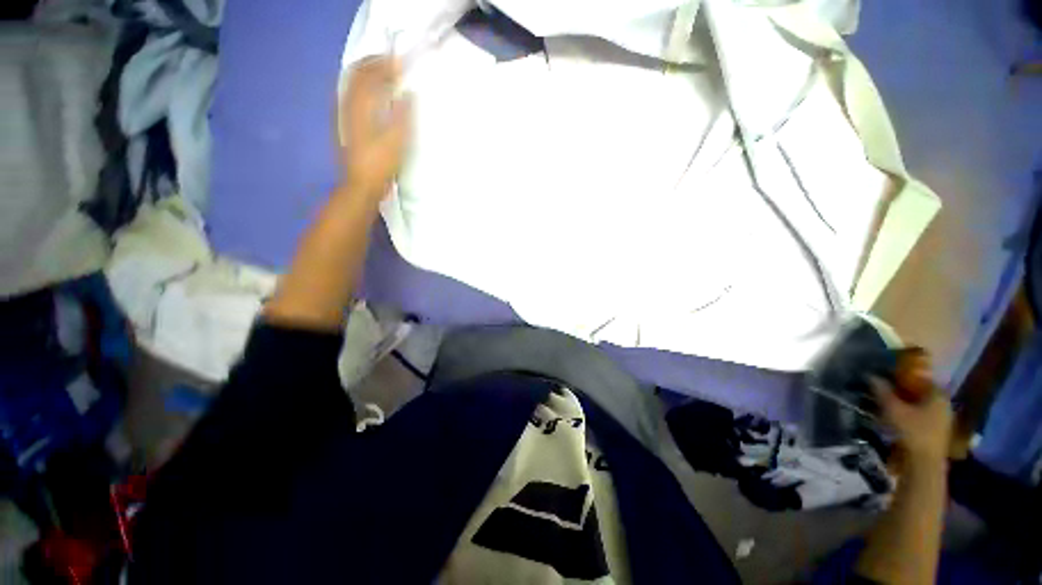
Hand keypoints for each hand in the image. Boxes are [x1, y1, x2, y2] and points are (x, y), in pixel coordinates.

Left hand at [338, 57, 411, 198]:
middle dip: (374, 64)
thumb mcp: (397, 141)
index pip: (370, 74)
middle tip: (392, 63)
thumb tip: (408, 94)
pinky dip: (362, 87)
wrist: (361, 185)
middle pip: (357, 73)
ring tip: (384, 75)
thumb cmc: (381, 164)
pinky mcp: (344, 124)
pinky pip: (351, 95)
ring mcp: (343, 114)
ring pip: (352, 83)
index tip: (401, 62)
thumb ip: (403, 114)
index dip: (386, 64)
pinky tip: (372, 95)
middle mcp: (347, 104)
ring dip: (367, 74)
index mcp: (360, 106)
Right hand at [872, 353, 951, 464]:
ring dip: (906, 403)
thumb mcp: (892, 409)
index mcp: (937, 393)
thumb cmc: (912, 431)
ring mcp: (943, 418)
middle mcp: (944, 403)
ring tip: (889, 405)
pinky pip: (923, 416)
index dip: (903, 376)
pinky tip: (898, 418)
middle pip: (921, 392)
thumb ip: (882, 391)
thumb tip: (871, 375)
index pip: (920, 378)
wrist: (924, 463)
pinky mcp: (938, 431)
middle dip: (903, 390)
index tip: (887, 377)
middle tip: (885, 391)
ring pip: (922, 405)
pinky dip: (911, 414)